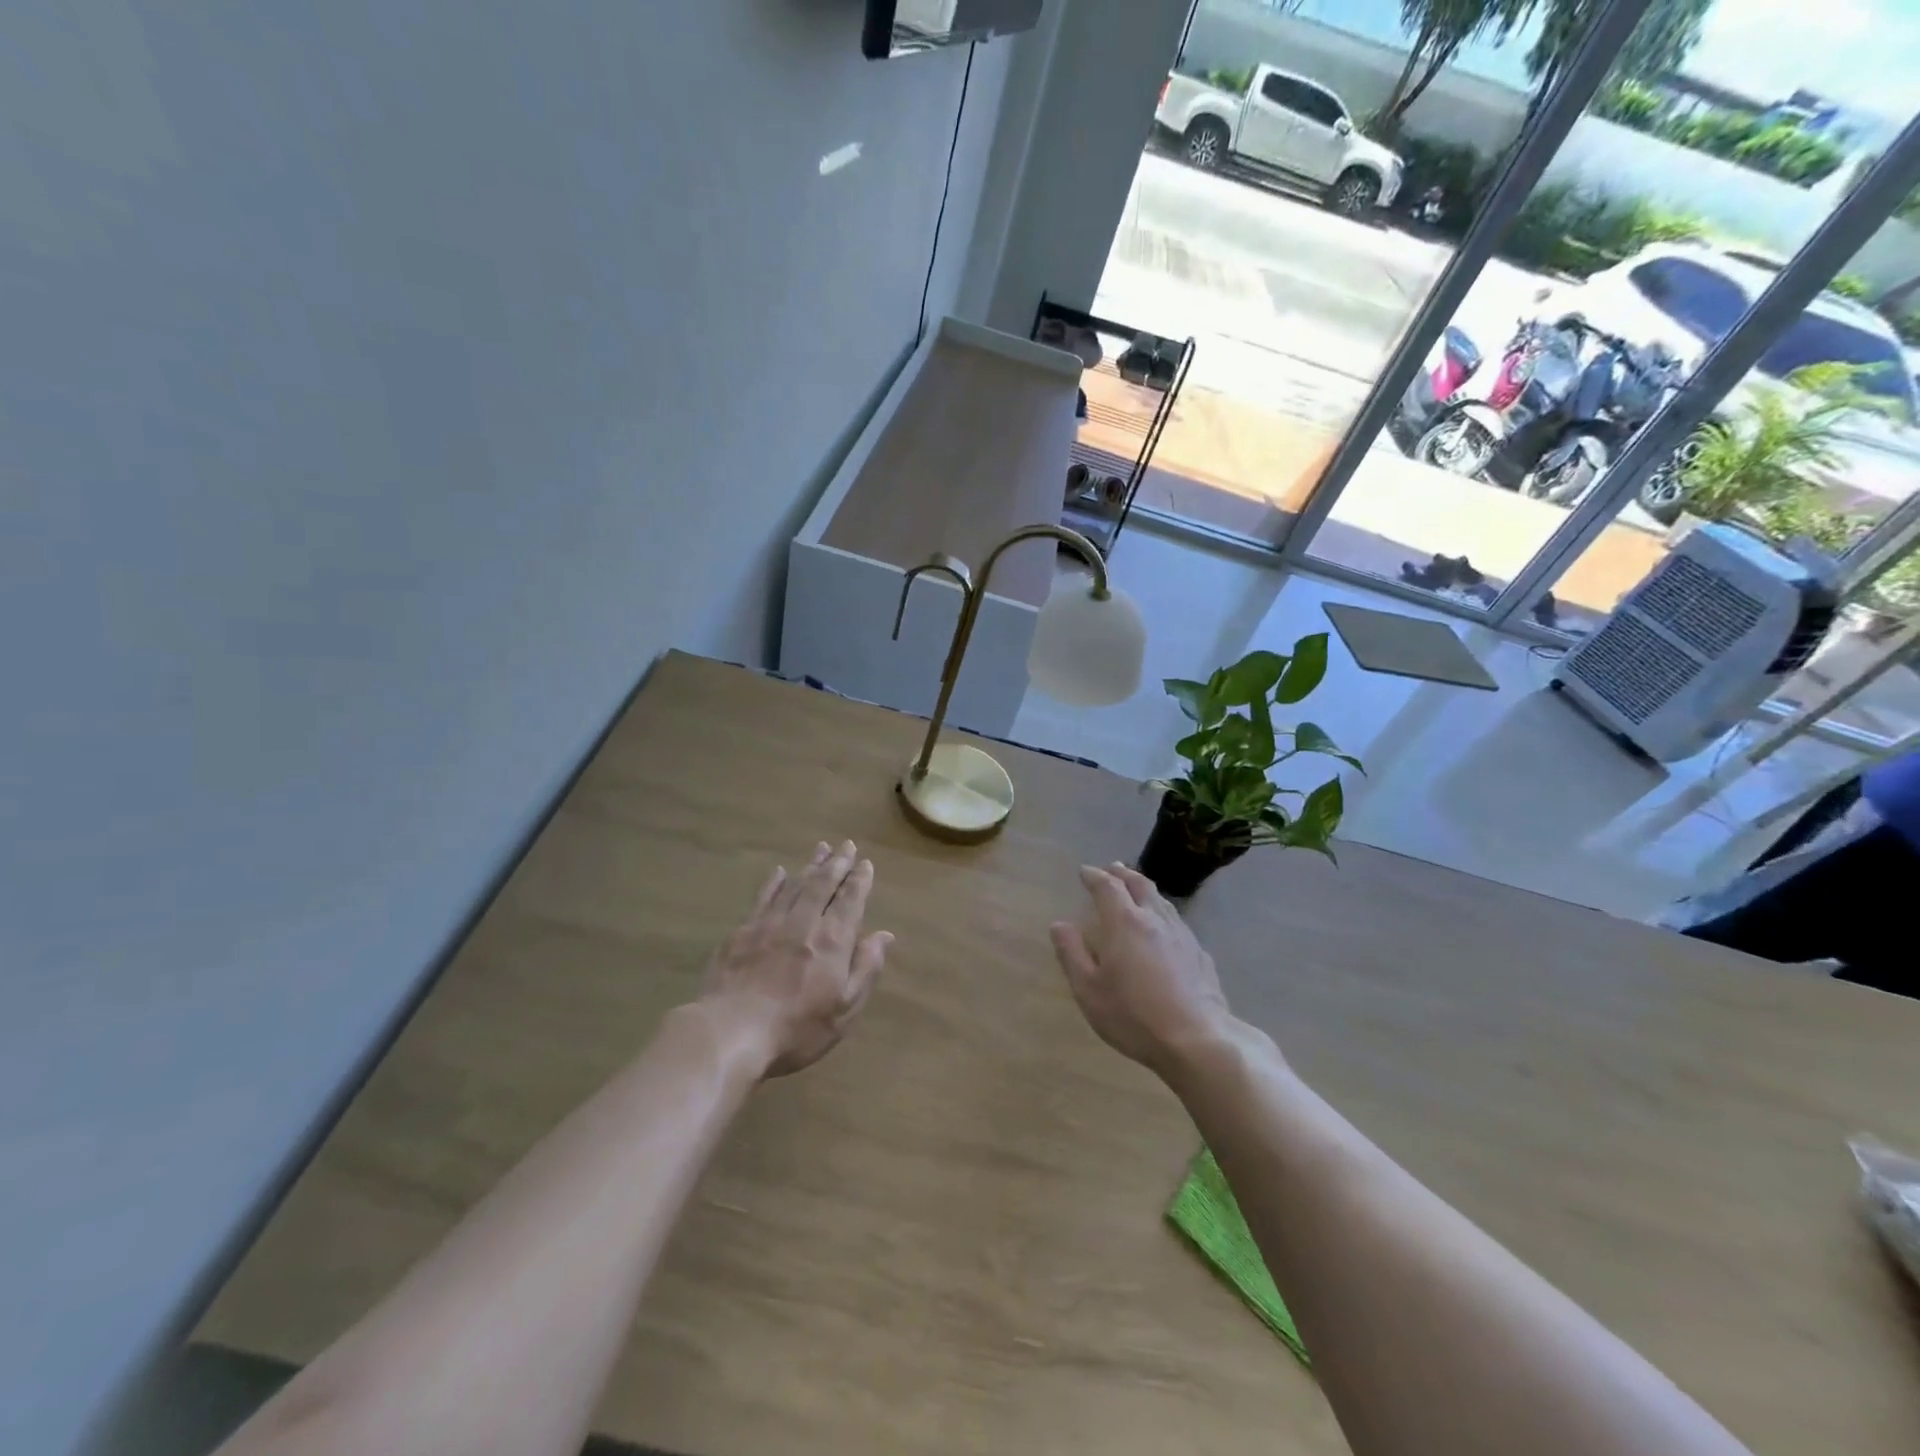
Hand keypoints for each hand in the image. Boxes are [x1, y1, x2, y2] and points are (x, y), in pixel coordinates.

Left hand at [702, 841, 891, 1077]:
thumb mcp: (844, 1009)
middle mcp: (803, 923)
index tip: (865, 863)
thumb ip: (865, 968)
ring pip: (795, 886)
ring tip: (821, 849)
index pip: (850, 901)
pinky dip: (774, 883)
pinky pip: (763, 898)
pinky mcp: (741, 933)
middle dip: (837, 864)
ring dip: (810, 866)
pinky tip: (779, 872)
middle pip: (823, 885)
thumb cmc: (796, 1030)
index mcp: (832, 941)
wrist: (730, 1033)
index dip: (859, 881)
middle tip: (846, 845)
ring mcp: (769, 925)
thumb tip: (884, 935)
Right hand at [1050, 864, 1235, 1077]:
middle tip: (1113, 868)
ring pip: (1162, 901)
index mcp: (1125, 923)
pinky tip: (1165, 928)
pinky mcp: (1200, 954)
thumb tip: (1059, 924)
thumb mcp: (1089, 990)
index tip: (1084, 872)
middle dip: (1123, 874)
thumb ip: (1072, 954)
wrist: (1197, 1041)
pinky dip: (1163, 914)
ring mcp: (1182, 936)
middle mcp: (1155, 920)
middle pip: (1140, 885)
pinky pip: (1177, 922)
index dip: (1094, 876)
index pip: (1107, 887)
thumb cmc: (1134, 1016)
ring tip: (1137, 890)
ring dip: (1146, 890)